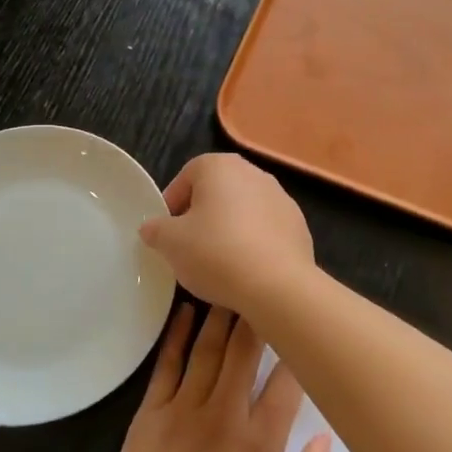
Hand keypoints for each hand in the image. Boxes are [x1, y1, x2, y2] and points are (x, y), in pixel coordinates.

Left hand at [99, 304, 331, 451]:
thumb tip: (328, 435)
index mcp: (259, 443)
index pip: (285, 383)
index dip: (296, 350)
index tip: (302, 324)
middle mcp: (223, 416)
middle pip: (243, 353)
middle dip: (256, 316)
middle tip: (263, 284)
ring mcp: (182, 412)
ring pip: (206, 351)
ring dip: (219, 316)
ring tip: (229, 286)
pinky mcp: (148, 417)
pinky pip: (166, 367)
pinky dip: (176, 337)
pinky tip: (184, 313)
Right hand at [138, 154, 316, 316]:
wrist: (277, 285)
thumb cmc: (215, 253)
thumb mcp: (171, 243)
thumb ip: (156, 230)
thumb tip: (152, 228)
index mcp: (220, 166)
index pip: (186, 176)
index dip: (172, 204)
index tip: (166, 232)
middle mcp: (254, 172)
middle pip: (217, 191)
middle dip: (201, 215)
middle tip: (188, 247)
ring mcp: (281, 198)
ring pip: (243, 210)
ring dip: (229, 229)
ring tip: (218, 262)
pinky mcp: (299, 225)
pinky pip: (266, 230)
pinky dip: (253, 243)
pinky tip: (246, 269)